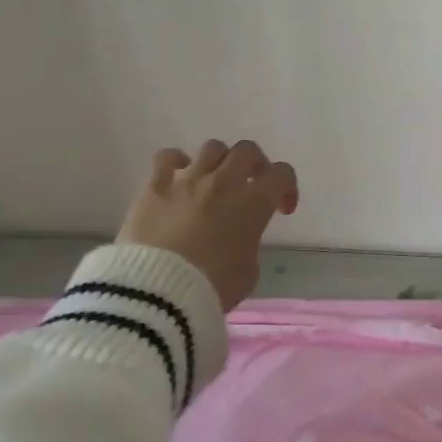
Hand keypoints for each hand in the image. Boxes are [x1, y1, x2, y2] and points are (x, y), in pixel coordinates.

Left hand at [120, 140, 297, 311]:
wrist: (156, 293)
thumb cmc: (211, 287)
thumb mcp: (248, 272)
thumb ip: (249, 243)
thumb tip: (238, 237)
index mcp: (254, 202)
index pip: (282, 174)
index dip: (287, 188)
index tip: (281, 209)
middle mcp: (224, 182)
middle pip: (247, 151)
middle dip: (255, 165)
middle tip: (251, 185)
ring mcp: (188, 180)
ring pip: (212, 148)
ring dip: (219, 162)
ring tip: (213, 181)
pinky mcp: (155, 186)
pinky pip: (167, 156)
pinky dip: (176, 162)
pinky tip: (177, 177)